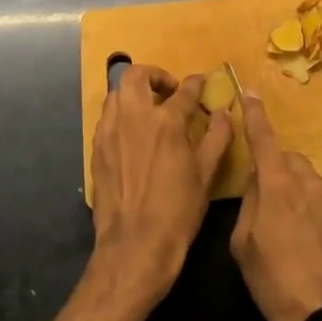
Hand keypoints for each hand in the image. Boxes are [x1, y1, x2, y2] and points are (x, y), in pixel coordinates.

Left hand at [89, 65, 230, 310]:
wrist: (134, 245)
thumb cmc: (177, 210)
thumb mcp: (206, 174)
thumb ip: (217, 137)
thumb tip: (224, 112)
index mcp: (166, 121)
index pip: (184, 90)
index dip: (195, 83)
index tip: (201, 82)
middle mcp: (134, 116)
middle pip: (136, 75)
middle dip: (154, 75)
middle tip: (168, 91)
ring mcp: (111, 131)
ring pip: (116, 93)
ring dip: (134, 93)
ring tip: (149, 110)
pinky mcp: (97, 148)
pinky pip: (107, 117)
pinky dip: (121, 114)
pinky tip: (133, 133)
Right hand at [230, 95, 321, 320]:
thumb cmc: (274, 279)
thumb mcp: (243, 242)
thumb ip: (249, 202)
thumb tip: (258, 183)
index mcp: (278, 183)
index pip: (264, 137)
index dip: (255, 113)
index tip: (249, 92)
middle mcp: (308, 181)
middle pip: (286, 160)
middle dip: (273, 170)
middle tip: (261, 202)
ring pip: (304, 179)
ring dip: (291, 190)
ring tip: (283, 228)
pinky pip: (319, 199)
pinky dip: (308, 208)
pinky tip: (303, 240)